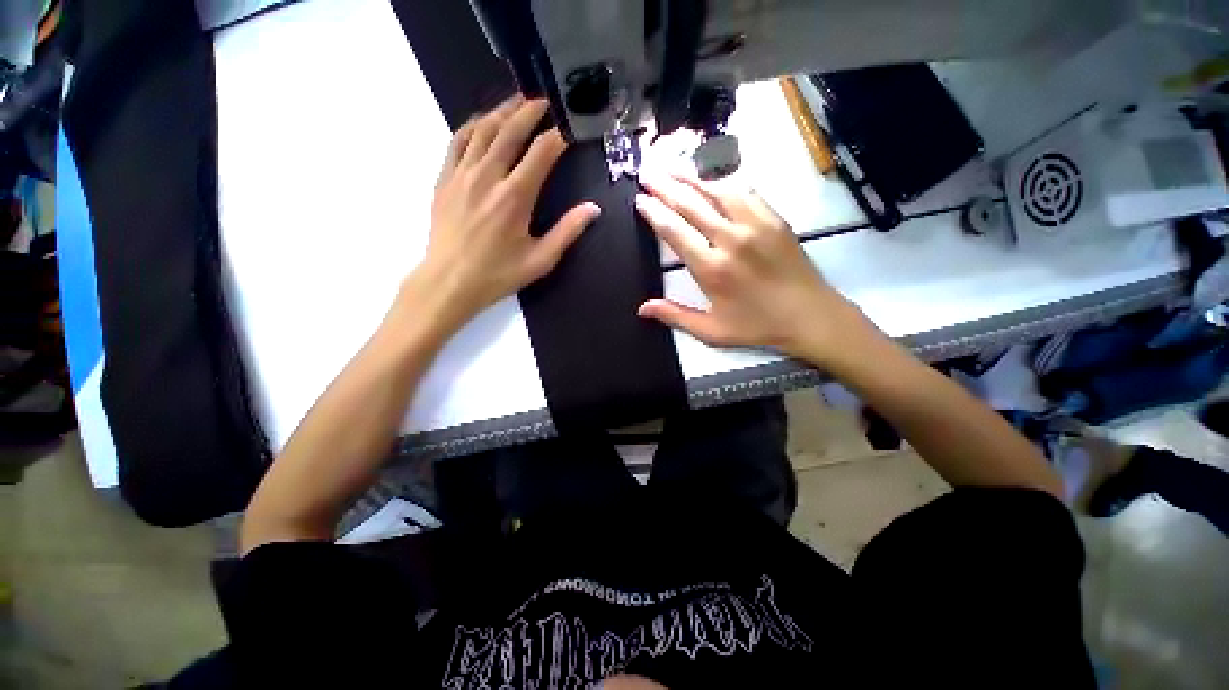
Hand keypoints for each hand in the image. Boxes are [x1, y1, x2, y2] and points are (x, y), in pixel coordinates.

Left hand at [404, 96, 600, 334]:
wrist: (449, 282)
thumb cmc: (498, 274)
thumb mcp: (540, 260)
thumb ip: (567, 231)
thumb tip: (593, 209)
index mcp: (515, 197)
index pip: (541, 153)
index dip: (558, 136)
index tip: (569, 127)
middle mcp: (488, 177)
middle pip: (510, 130)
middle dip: (530, 110)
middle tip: (545, 99)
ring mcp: (461, 174)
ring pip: (483, 129)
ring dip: (502, 111)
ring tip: (517, 102)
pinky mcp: (444, 179)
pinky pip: (457, 140)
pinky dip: (473, 125)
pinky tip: (482, 122)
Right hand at [635, 170, 869, 361]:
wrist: (809, 316)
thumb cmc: (757, 326)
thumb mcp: (711, 331)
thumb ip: (675, 316)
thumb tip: (642, 309)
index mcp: (711, 268)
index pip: (674, 231)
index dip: (654, 212)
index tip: (640, 200)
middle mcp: (730, 240)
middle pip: (691, 204)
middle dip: (665, 186)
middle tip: (647, 173)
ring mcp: (755, 224)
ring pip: (717, 191)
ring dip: (691, 177)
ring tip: (672, 168)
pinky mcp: (774, 218)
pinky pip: (745, 192)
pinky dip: (724, 182)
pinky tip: (712, 179)